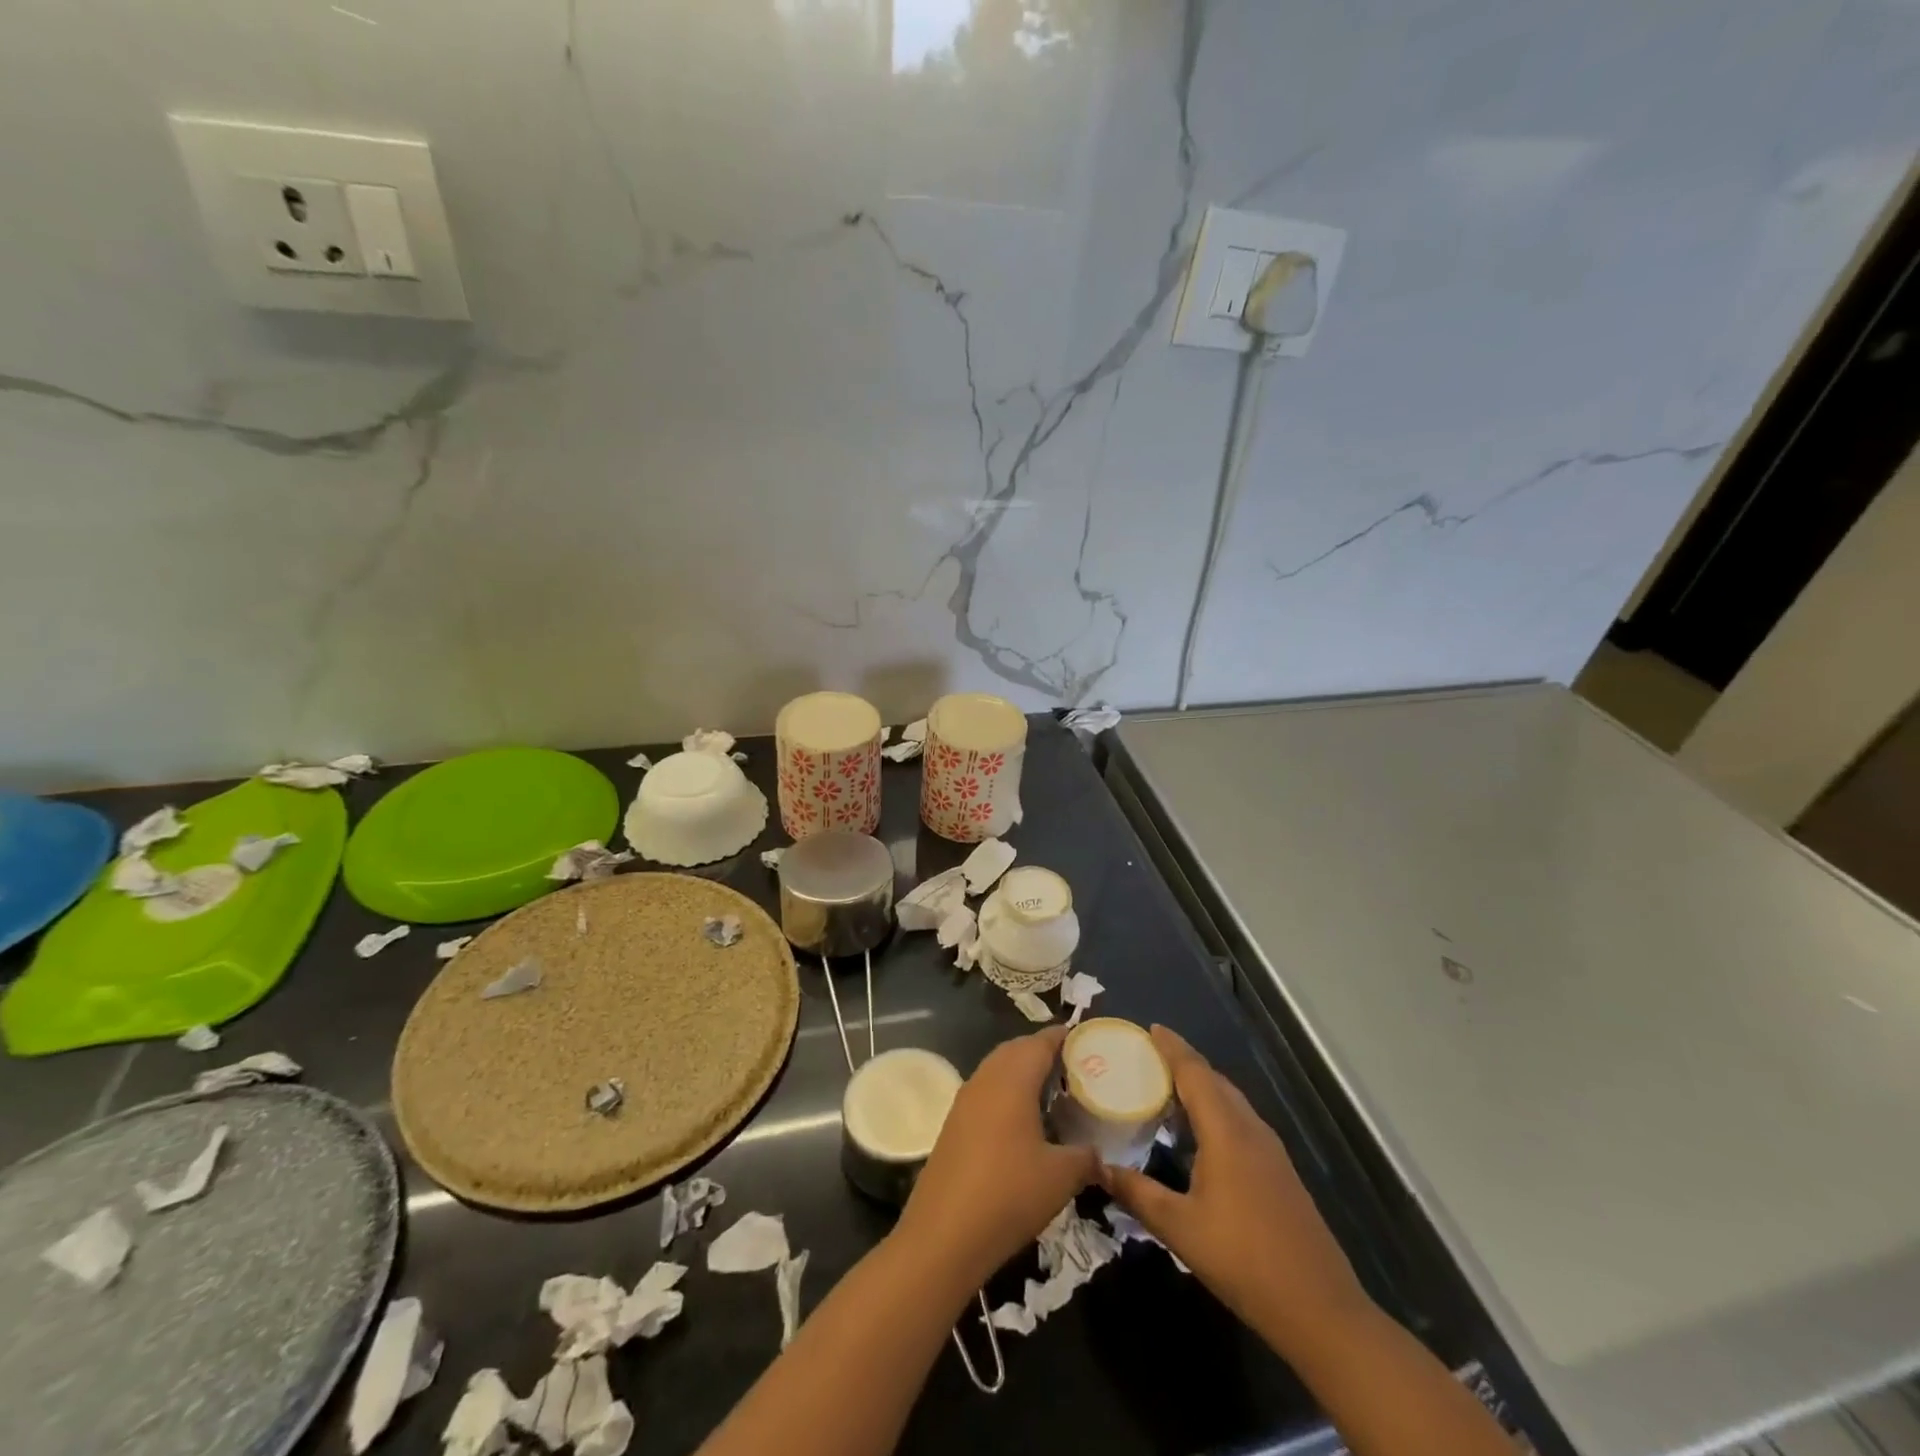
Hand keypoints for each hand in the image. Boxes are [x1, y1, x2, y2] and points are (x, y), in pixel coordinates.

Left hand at [894, 1026, 1099, 1291]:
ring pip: (999, 1069)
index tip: (1088, 1040)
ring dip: (1023, 1073)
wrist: (943, 1235)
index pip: (1041, 1041)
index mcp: (1012, 1078)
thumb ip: (1085, 1158)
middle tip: (1075, 1068)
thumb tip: (1099, 1156)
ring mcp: (965, 1100)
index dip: (1065, 1037)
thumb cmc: (1009, 1194)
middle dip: (1044, 1052)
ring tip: (1053, 1093)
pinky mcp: (953, 1123)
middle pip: (1017, 1050)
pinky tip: (1023, 1123)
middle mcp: (986, 1078)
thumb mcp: (1061, 1177)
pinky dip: (1007, 1094)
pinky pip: (986, 1092)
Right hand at [1102, 1026, 1372, 1359]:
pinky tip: (1201, 1134)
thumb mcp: (1180, 1229)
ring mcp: (1271, 1151)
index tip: (1150, 1028)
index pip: (1195, 1073)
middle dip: (1184, 1064)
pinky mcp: (1280, 1172)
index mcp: (1226, 1132)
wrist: (1320, 1309)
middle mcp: (1251, 1130)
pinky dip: (1216, 1111)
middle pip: (1215, 1081)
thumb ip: (1138, 1193)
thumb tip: (1099, 1168)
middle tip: (1149, 1058)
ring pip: (1231, 1102)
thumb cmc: (1244, 1260)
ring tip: (1168, 1089)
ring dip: (1202, 1088)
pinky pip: (1241, 1122)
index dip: (1172, 1048)